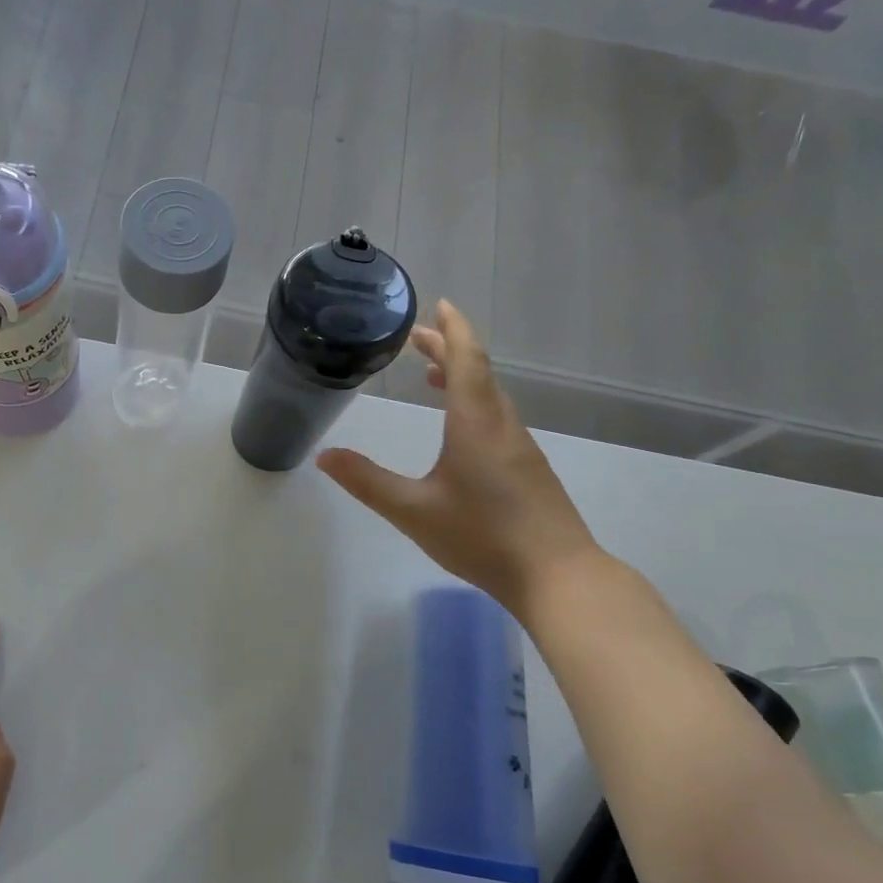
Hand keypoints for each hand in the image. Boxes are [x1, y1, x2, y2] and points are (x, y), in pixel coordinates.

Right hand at [317, 299, 599, 613]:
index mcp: (476, 423)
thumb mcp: (413, 510)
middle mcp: (502, 425)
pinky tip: (460, 429)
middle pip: (478, 372)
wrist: (558, 577)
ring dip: (462, 377)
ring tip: (432, 376)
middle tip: (419, 338)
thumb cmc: (482, 536)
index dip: (452, 330)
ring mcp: (521, 447)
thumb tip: (325, 456)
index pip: (466, 360)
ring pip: (490, 396)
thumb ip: (367, 482)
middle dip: (449, 349)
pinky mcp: (529, 470)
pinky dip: (473, 404)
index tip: (439, 305)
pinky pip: (497, 418)